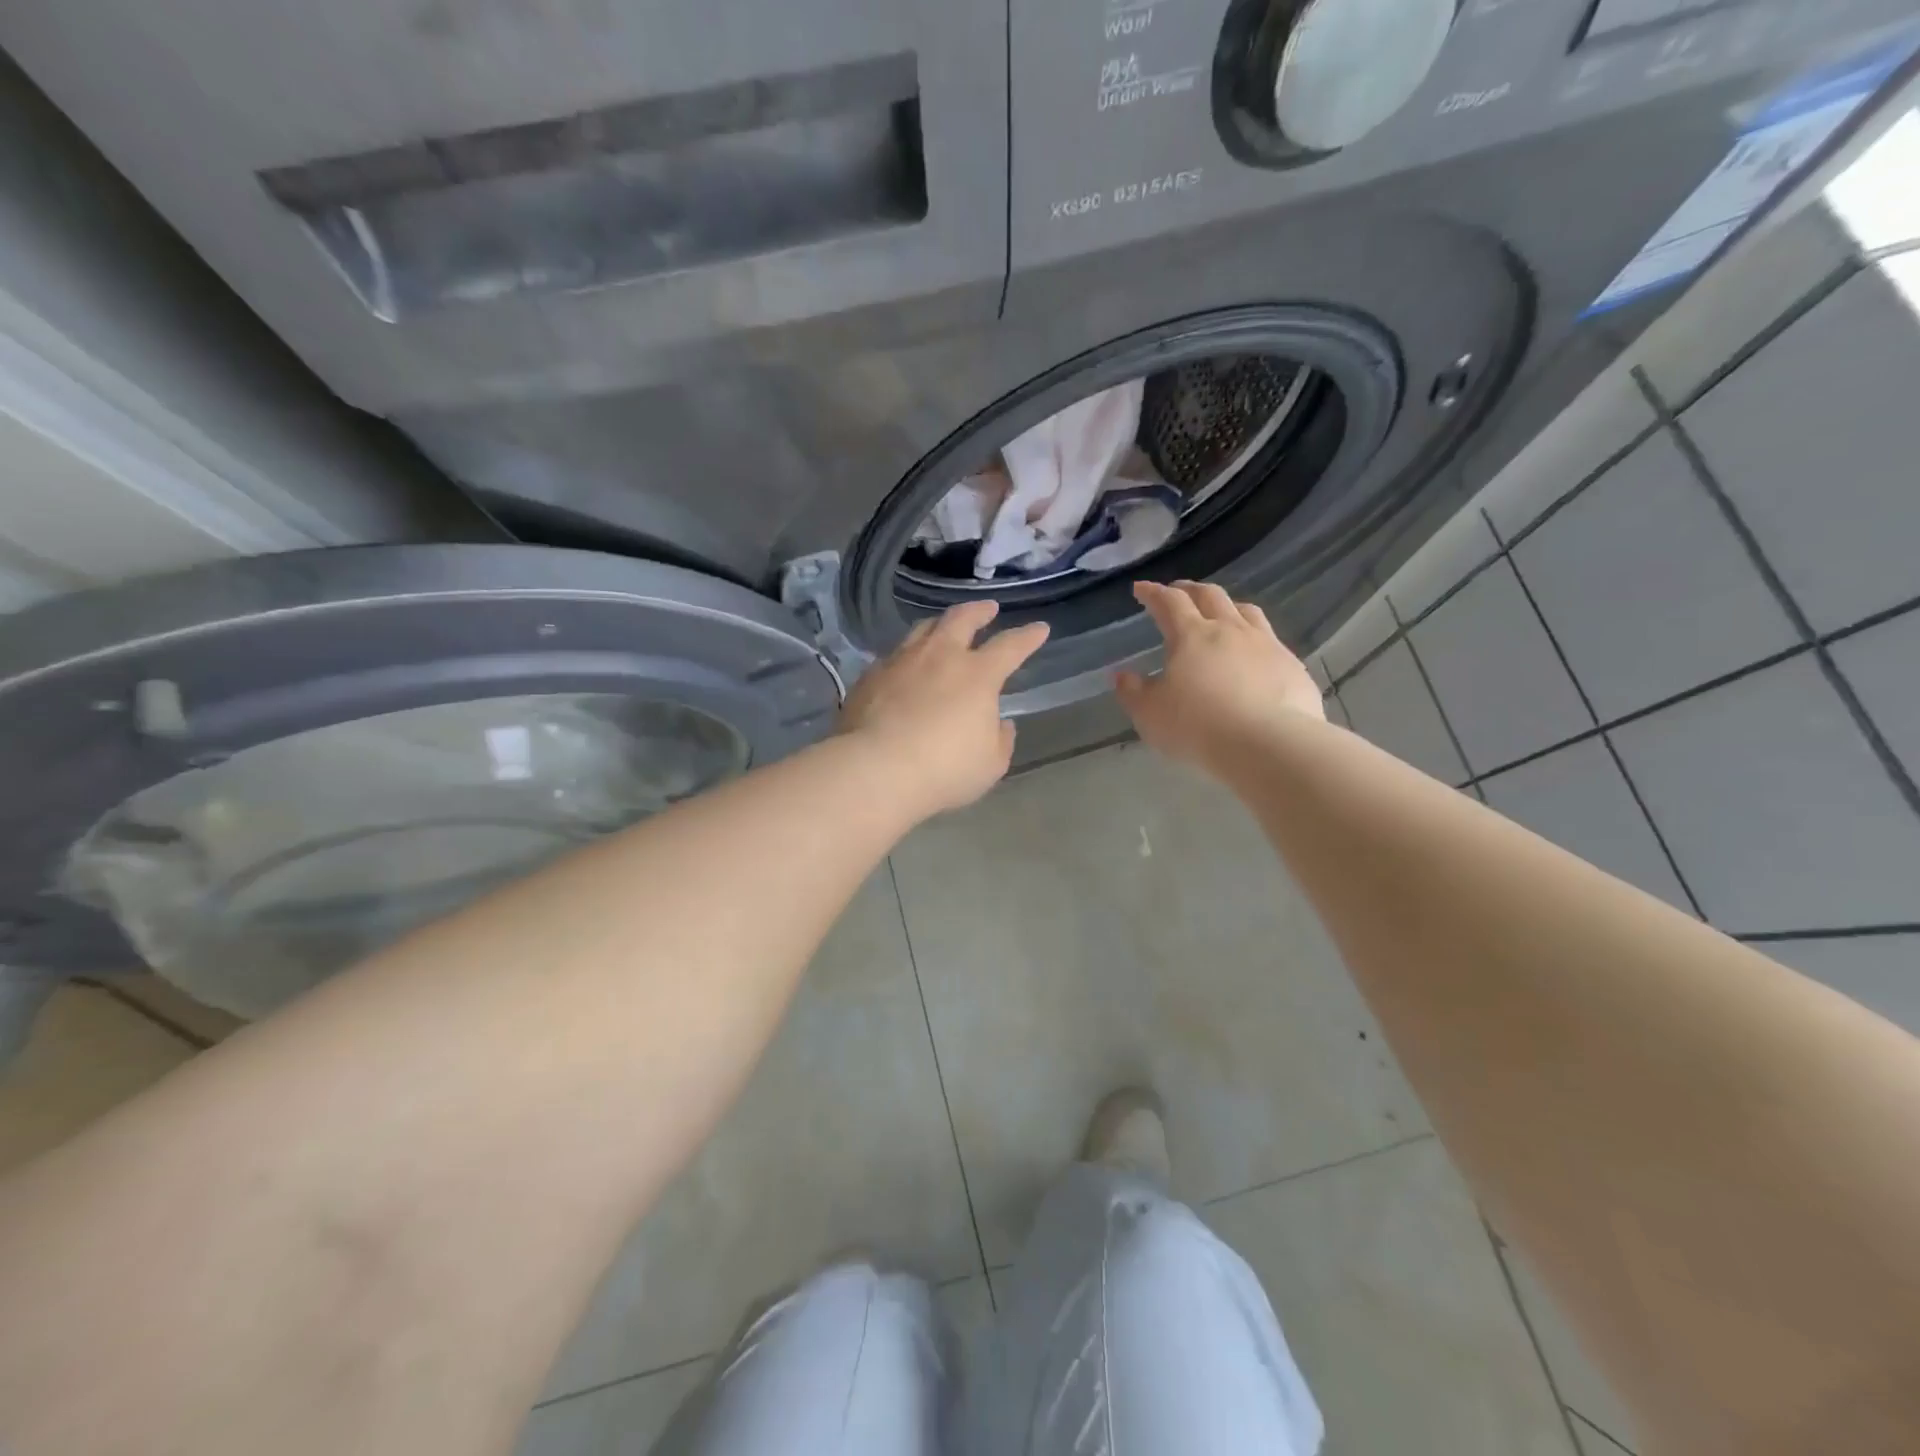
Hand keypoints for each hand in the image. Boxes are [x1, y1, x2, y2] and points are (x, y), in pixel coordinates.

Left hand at [840, 601, 1049, 815]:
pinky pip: (893, 656)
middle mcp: (939, 657)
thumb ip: (1000, 740)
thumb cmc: (944, 770)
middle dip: (979, 611)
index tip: (1039, 629)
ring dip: (939, 625)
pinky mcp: (869, 677)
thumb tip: (1000, 723)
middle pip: (961, 619)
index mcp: (977, 675)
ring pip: (923, 630)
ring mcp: (900, 662)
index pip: (1010, 646)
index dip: (1028, 637)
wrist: (875, 770)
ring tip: (943, 628)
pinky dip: (907, 656)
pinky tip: (905, 667)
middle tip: (988, 608)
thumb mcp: (990, 765)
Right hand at [1114, 581, 1324, 778]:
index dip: (1153, 593)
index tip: (1141, 588)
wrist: (1268, 744)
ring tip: (1220, 612)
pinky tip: (1254, 654)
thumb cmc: (1197, 726)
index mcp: (1192, 635)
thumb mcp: (1150, 714)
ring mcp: (1266, 645)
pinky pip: (1271, 640)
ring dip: (1228, 606)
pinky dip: (1255, 638)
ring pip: (1246, 611)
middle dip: (1190, 590)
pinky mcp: (1292, 666)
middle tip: (1178, 591)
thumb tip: (1121, 675)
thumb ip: (1133, 692)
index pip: (1169, 603)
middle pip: (1210, 596)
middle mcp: (1230, 630)